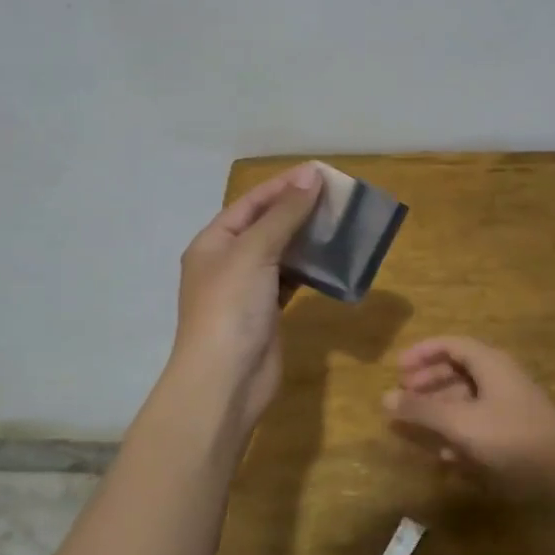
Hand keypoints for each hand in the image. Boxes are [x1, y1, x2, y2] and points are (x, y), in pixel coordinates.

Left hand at [172, 163, 321, 428]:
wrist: (225, 380)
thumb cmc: (231, 307)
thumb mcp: (254, 252)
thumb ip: (284, 214)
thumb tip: (311, 176)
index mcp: (213, 242)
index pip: (251, 203)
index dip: (284, 186)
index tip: (320, 173)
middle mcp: (227, 262)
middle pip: (266, 226)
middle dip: (298, 210)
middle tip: (337, 197)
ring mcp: (247, 289)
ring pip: (281, 254)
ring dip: (307, 239)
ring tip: (341, 222)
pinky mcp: (267, 312)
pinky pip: (291, 280)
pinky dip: (310, 269)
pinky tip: (333, 259)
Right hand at [382, 337, 554, 489]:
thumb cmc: (510, 437)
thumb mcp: (460, 422)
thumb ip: (421, 410)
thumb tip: (384, 398)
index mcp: (488, 363)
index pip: (450, 344)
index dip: (421, 353)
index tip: (397, 369)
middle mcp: (499, 376)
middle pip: (457, 370)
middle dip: (427, 383)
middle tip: (403, 398)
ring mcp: (510, 404)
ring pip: (467, 398)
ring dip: (440, 410)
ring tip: (417, 428)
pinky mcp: (516, 430)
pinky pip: (479, 421)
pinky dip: (459, 430)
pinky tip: (445, 454)